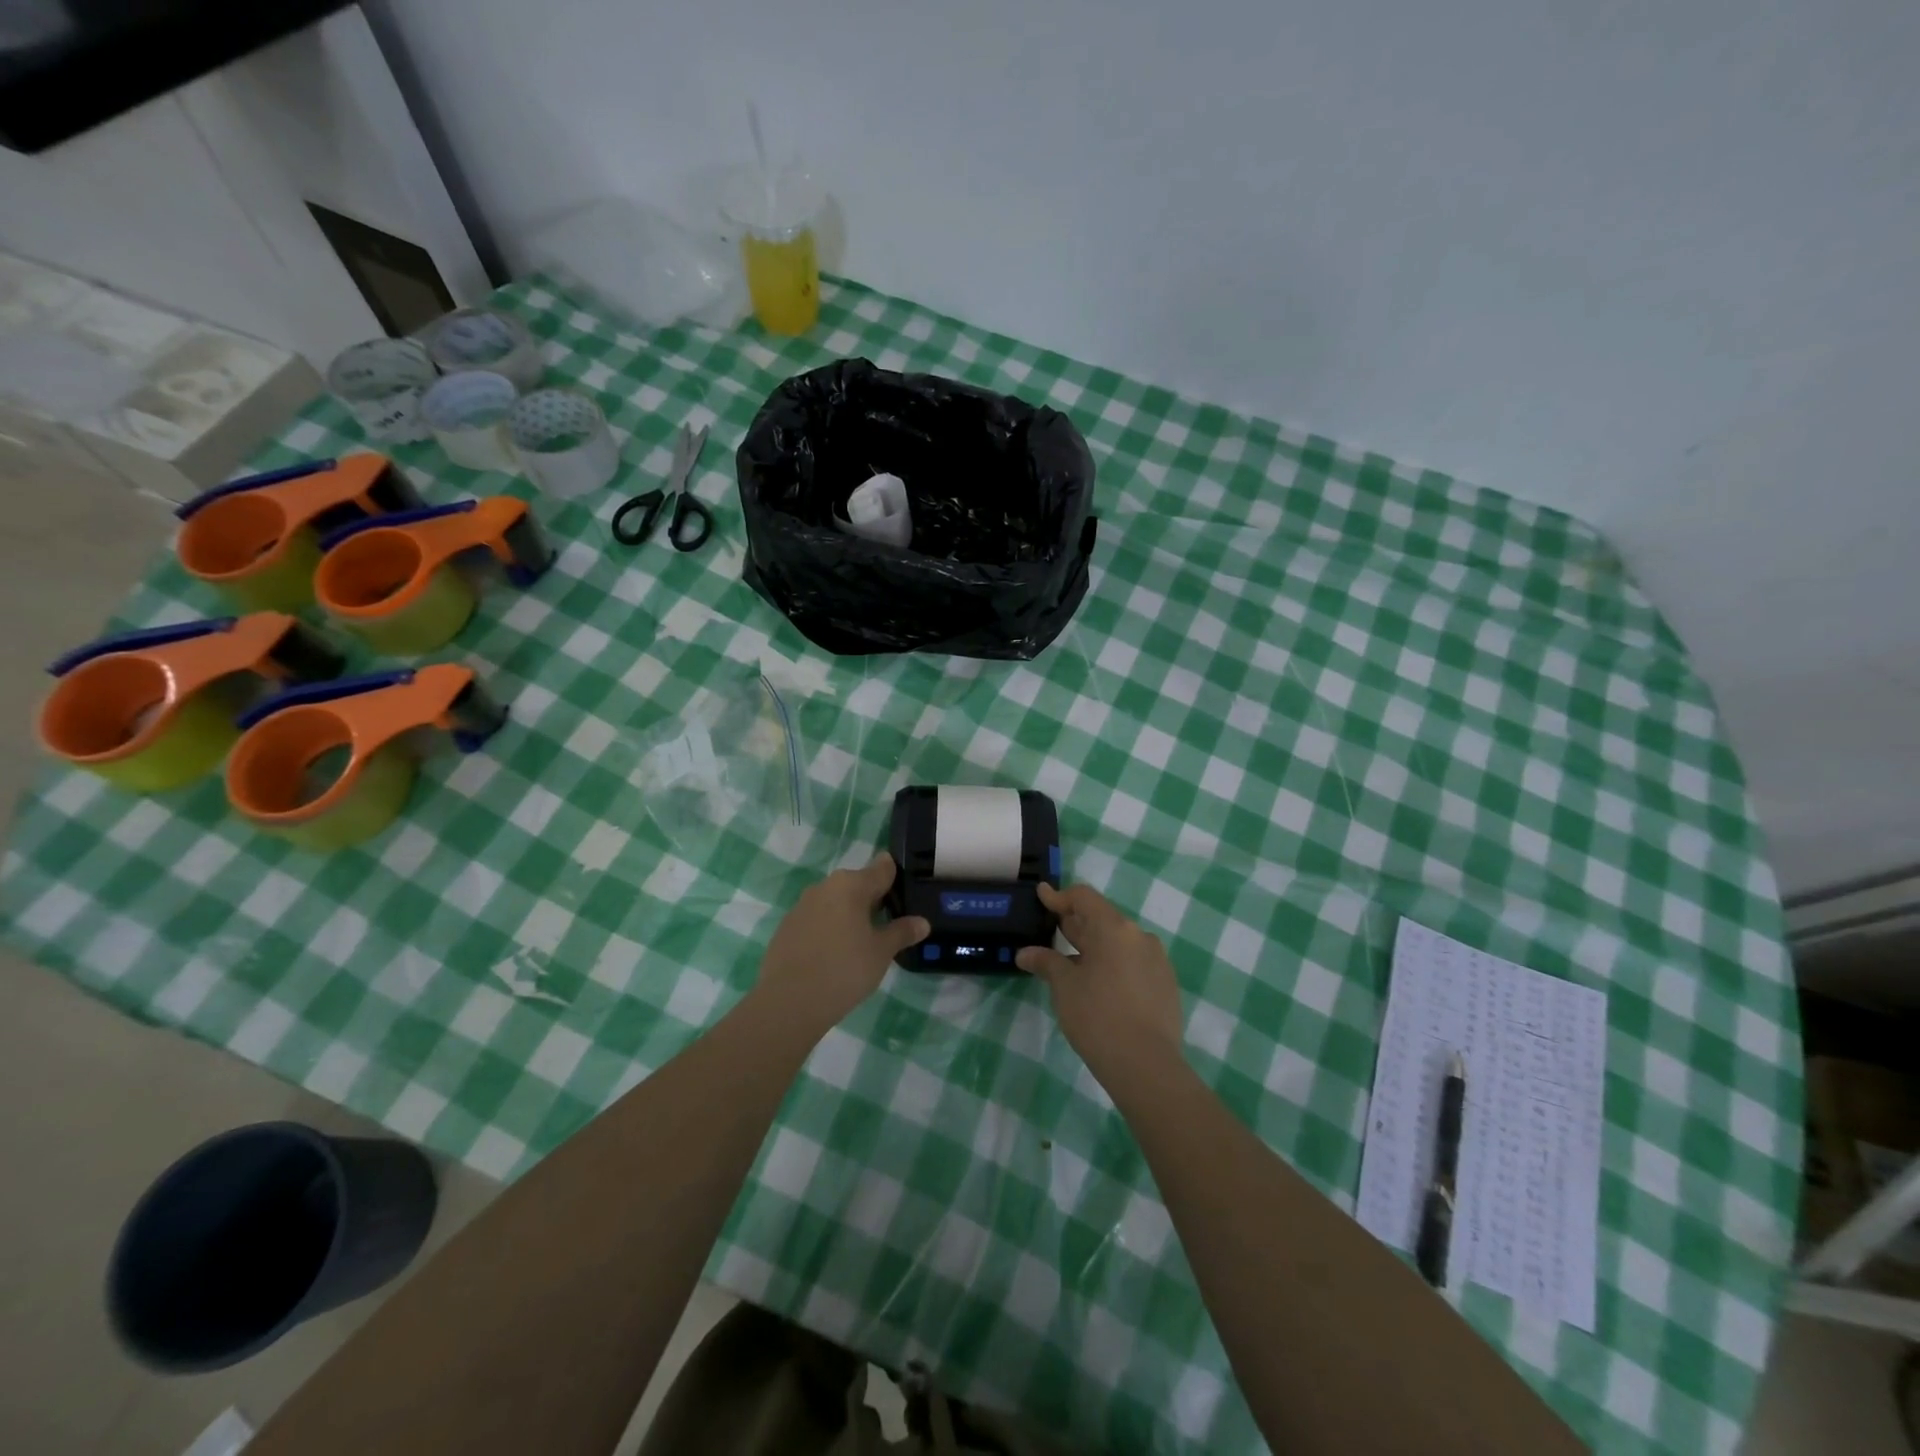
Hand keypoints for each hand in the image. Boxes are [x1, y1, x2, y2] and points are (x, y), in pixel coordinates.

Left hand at [756, 853, 929, 1035]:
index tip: (906, 894)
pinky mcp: (787, 927)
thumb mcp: (881, 952)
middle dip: (873, 900)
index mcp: (851, 884)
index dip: (896, 878)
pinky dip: (829, 929)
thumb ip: (902, 932)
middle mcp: (825, 886)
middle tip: (888, 926)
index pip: (882, 868)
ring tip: (861, 943)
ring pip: (835, 902)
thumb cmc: (844, 970)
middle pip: (857, 884)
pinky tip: (834, 955)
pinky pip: (816, 919)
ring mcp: (802, 905)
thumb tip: (922, 922)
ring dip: (849, 915)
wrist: (788, 1002)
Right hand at [1017, 882, 1185, 1090]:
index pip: (1084, 898)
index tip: (1042, 895)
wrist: (1146, 1065)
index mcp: (1114, 928)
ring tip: (1073, 963)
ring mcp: (1157, 960)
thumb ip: (1046, 963)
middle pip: (1102, 919)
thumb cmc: (1097, 1017)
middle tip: (1052, 930)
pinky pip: (1134, 963)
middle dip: (1075, 924)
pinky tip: (1099, 986)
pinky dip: (1113, 965)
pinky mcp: (1165, 984)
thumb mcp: (1064, 987)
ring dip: (1095, 947)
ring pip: (1119, 943)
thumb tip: (1026, 954)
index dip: (1059, 896)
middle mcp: (1139, 936)